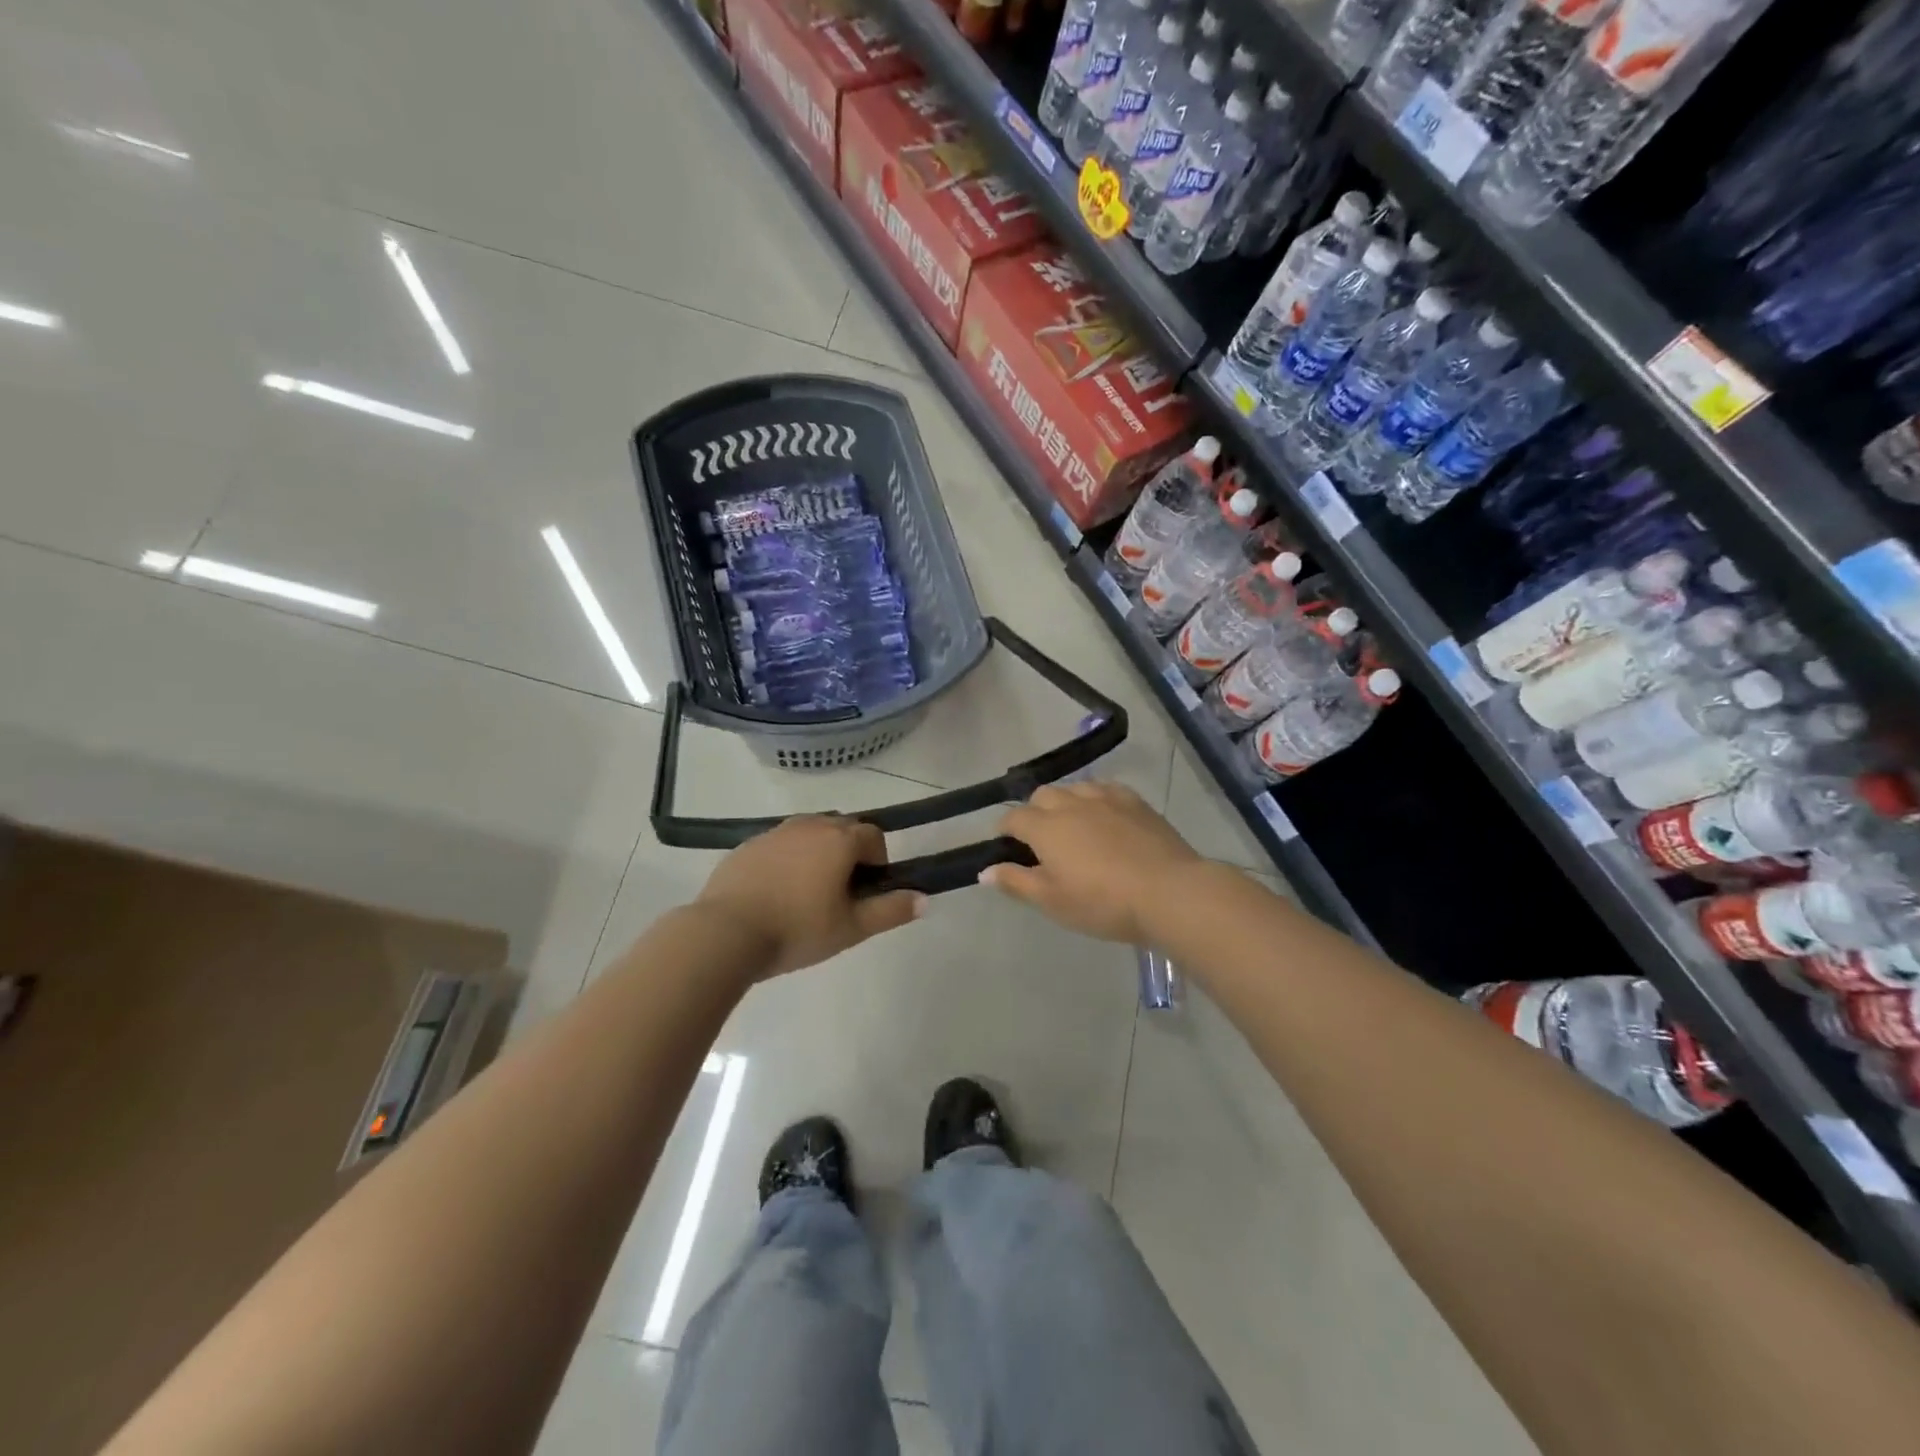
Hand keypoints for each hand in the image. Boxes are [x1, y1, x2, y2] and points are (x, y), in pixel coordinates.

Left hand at [697, 815, 923, 978]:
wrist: (725, 933)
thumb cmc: (797, 929)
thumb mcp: (852, 928)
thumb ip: (891, 911)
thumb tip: (924, 899)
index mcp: (840, 839)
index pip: (874, 835)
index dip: (878, 861)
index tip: (867, 892)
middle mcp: (810, 825)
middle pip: (842, 828)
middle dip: (850, 852)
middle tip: (841, 893)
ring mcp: (775, 832)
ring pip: (809, 833)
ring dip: (818, 852)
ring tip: (808, 892)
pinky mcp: (747, 845)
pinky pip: (779, 844)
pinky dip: (787, 859)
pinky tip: (776, 893)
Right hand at [983, 782, 1202, 943]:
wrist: (1169, 892)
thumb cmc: (1103, 903)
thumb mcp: (1053, 902)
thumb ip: (1016, 882)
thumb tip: (985, 870)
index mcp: (1046, 828)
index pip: (1013, 818)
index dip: (1004, 830)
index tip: (1005, 844)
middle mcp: (1071, 803)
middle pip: (1042, 796)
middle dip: (1033, 811)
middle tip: (1040, 839)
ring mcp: (1105, 798)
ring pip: (1074, 788)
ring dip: (1065, 802)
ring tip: (1072, 825)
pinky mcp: (1135, 801)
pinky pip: (1105, 789)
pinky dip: (1095, 799)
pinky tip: (1103, 816)